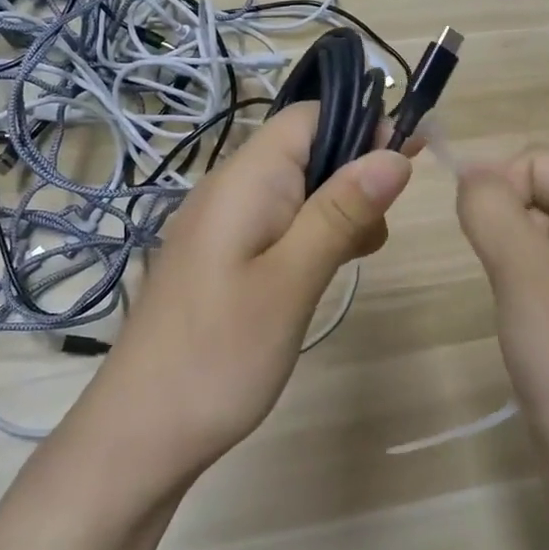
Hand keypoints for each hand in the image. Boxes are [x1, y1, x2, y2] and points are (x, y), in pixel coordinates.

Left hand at [98, 103, 413, 471]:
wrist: (141, 433)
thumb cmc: (220, 355)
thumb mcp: (292, 280)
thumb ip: (341, 212)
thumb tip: (394, 153)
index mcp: (244, 180)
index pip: (308, 116)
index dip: (361, 125)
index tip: (407, 163)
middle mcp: (228, 189)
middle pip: (305, 151)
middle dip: (354, 177)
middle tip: (376, 235)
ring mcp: (221, 226)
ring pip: (296, 191)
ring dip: (337, 212)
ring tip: (354, 261)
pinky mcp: (220, 259)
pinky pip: (277, 226)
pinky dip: (311, 238)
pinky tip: (322, 276)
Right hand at [455, 148, 548, 455]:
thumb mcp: (520, 265)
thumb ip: (489, 205)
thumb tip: (469, 167)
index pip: (538, 161)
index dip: (501, 188)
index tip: (489, 241)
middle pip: (538, 189)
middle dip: (505, 221)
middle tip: (505, 275)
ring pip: (534, 227)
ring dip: (509, 250)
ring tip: (515, 296)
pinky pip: (543, 261)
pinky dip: (519, 274)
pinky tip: (523, 310)